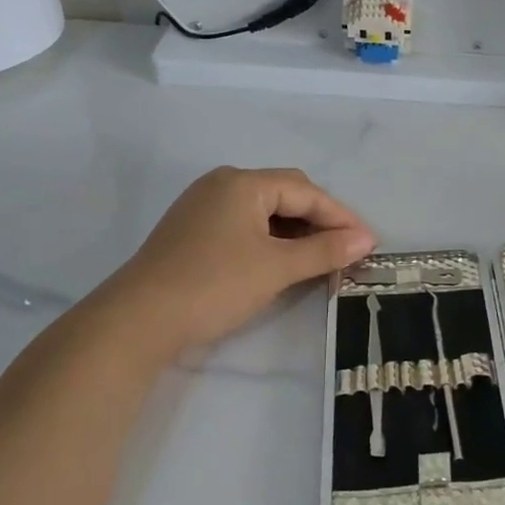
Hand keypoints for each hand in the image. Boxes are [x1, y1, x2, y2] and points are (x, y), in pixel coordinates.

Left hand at [95, 167, 374, 363]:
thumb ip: (325, 251)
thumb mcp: (276, 268)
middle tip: (346, 250)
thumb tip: (366, 240)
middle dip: (320, 221)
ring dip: (296, 232)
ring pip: (264, 211)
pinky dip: (270, 240)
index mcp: (243, 183)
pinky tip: (282, 262)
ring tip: (320, 258)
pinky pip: (244, 225)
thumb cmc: (214, 285)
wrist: (137, 321)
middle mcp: (222, 184)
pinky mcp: (192, 231)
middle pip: (286, 194)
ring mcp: (203, 207)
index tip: (368, 243)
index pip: (306, 191)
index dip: (341, 216)